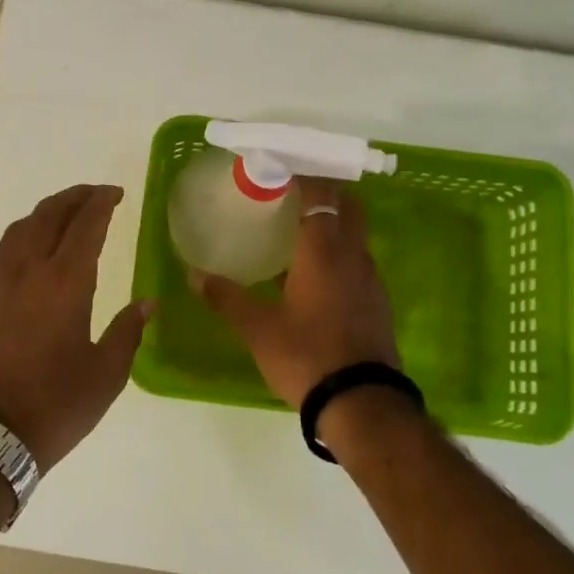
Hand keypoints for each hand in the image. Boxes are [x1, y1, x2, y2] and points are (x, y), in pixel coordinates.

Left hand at [0, 184, 152, 469]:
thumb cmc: (55, 405)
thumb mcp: (106, 374)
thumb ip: (127, 331)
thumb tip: (147, 304)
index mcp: (65, 283)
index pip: (85, 225)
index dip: (101, 203)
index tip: (115, 193)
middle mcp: (28, 271)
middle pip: (49, 215)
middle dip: (74, 198)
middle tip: (94, 194)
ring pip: (20, 229)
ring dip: (45, 212)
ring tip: (63, 213)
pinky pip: (3, 252)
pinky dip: (22, 237)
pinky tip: (31, 251)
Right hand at [192, 178, 399, 408]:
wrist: (362, 404)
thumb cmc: (306, 356)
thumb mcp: (258, 329)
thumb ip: (227, 298)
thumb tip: (194, 275)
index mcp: (323, 252)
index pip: (319, 195)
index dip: (302, 176)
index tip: (280, 169)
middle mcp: (352, 256)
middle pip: (347, 206)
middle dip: (325, 192)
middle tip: (292, 194)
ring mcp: (371, 280)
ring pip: (355, 235)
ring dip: (334, 224)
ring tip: (300, 232)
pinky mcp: (378, 302)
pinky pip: (358, 262)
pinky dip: (340, 253)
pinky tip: (317, 275)